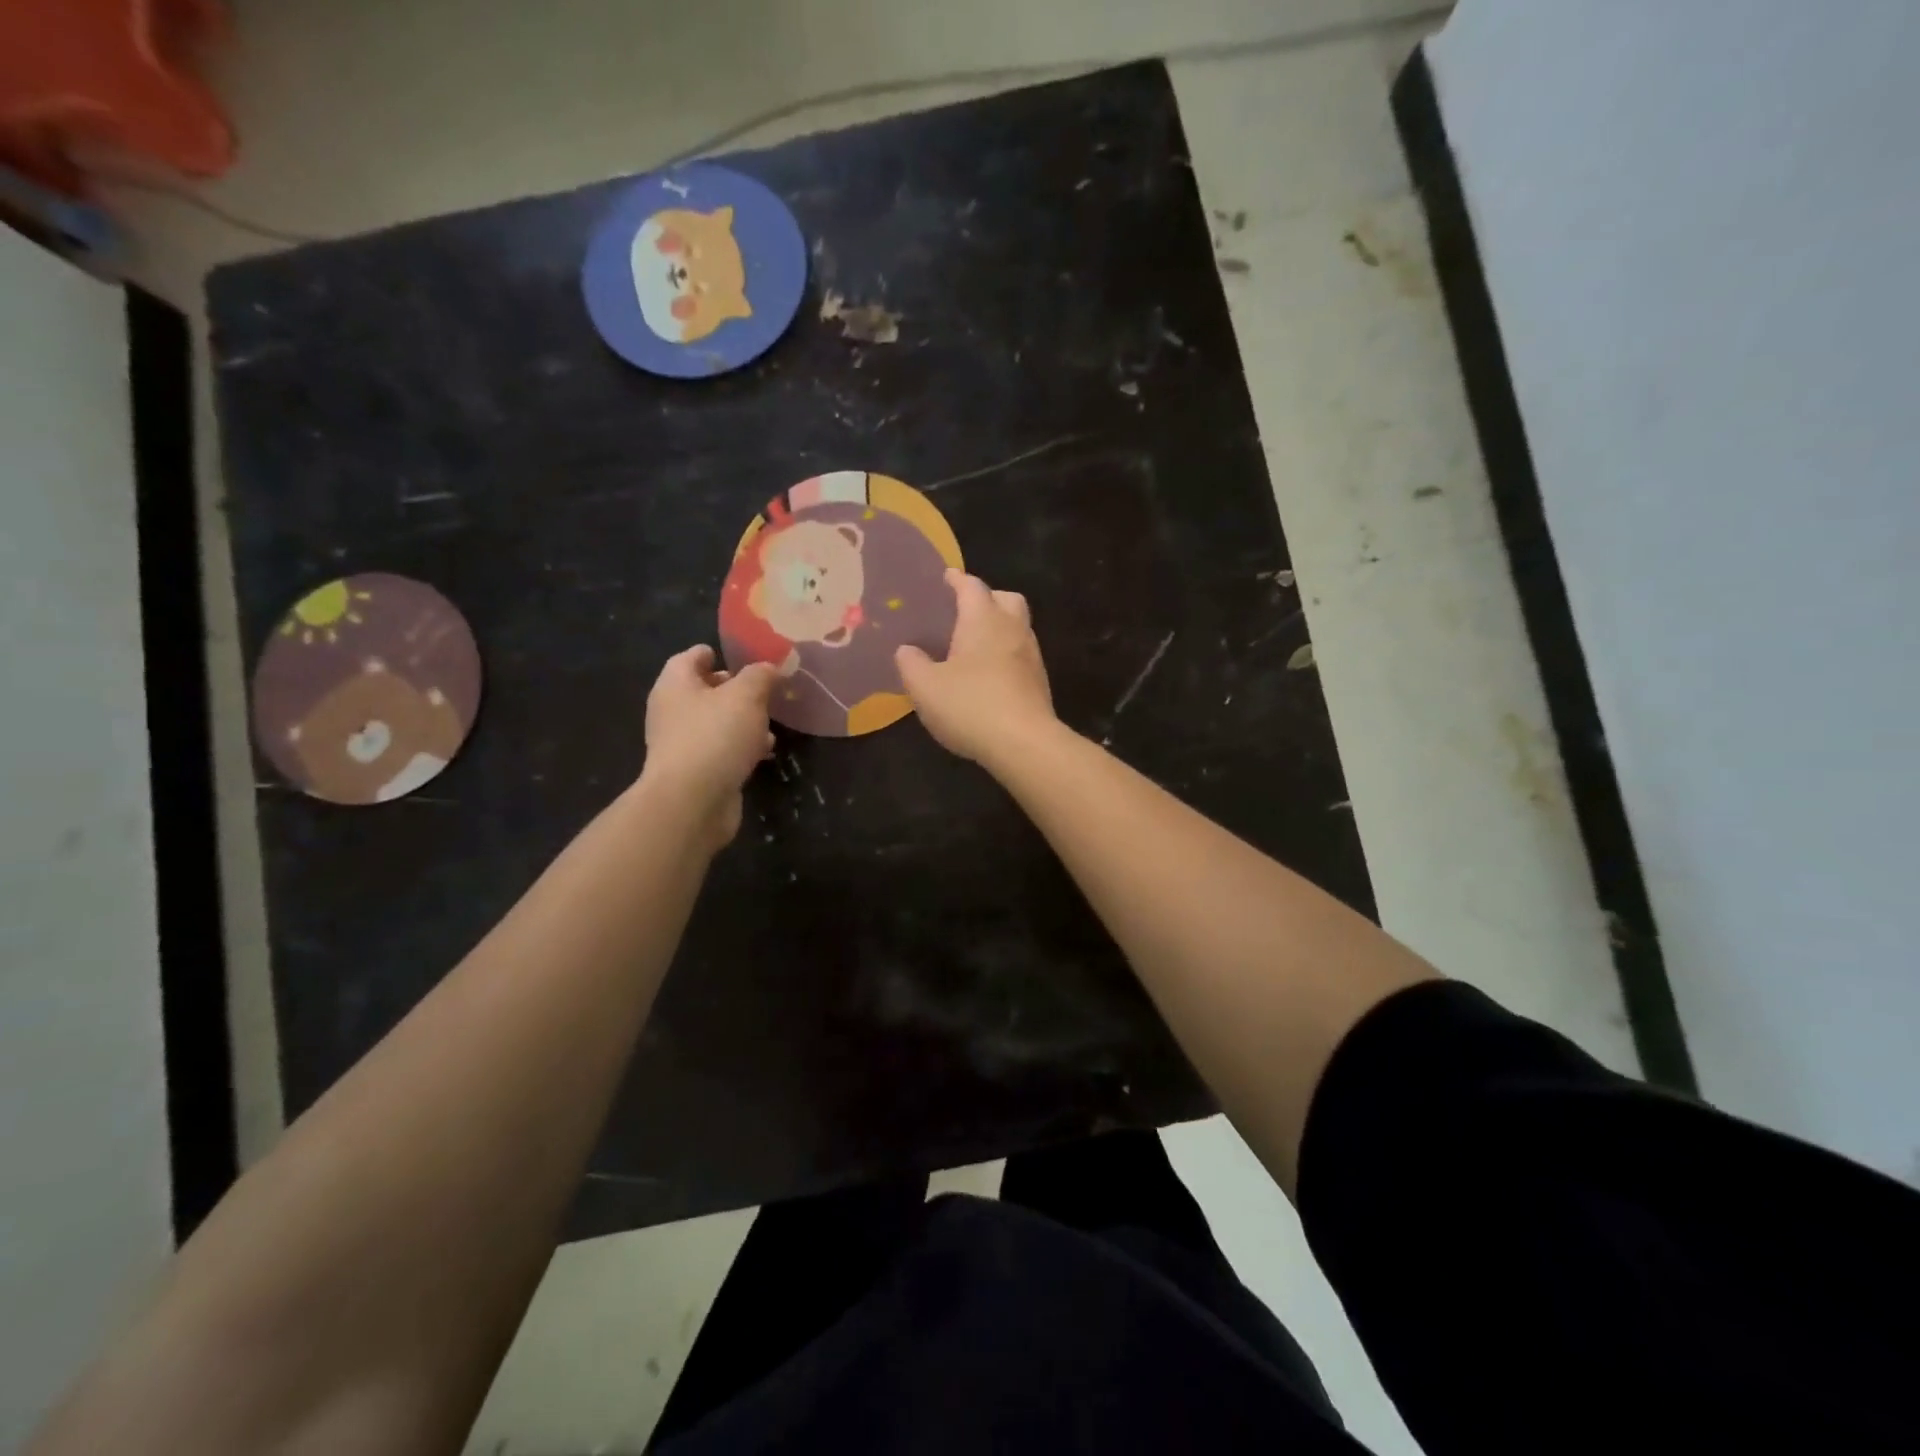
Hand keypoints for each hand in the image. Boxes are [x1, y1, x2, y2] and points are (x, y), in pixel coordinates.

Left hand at [639, 645, 776, 849]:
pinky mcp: (697, 772)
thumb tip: (771, 667)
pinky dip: (742, 747)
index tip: (741, 655)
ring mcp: (683, 744)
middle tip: (765, 688)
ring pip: (716, 722)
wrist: (692, 802)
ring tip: (771, 721)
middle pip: (704, 690)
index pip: (690, 658)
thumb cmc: (715, 736)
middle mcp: (673, 711)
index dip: (714, 653)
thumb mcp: (746, 696)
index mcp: (676, 685)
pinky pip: (722, 750)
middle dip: (735, 688)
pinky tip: (765, 751)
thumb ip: (761, 676)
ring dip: (742, 720)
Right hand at [896, 568, 1056, 764]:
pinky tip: (988, 676)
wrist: (1024, 743)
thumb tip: (907, 650)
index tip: (945, 578)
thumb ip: (911, 663)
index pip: (971, 586)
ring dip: (998, 628)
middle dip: (987, 599)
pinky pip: (1020, 655)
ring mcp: (1031, 655)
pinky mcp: (1039, 682)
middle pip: (1005, 599)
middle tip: (964, 612)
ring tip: (972, 646)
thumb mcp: (925, 687)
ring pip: (1017, 627)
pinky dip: (1005, 655)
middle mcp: (1012, 629)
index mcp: (983, 619)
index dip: (956, 580)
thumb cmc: (971, 706)